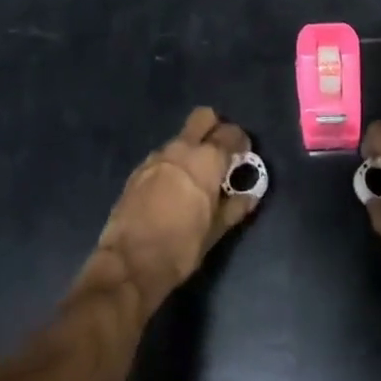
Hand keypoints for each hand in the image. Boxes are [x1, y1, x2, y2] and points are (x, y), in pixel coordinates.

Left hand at [96, 108, 260, 313]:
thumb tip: (251, 194)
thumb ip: (235, 206)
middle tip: (221, 153)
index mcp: (206, 160)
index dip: (241, 141)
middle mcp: (181, 149)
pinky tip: (173, 188)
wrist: (129, 263)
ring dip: (192, 148)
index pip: (230, 133)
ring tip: (197, 176)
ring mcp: (156, 157)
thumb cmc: (181, 247)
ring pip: (181, 138)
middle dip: (215, 127)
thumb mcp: (215, 231)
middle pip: (203, 117)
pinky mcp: (138, 170)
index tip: (244, 155)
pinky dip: (173, 163)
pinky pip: (163, 156)